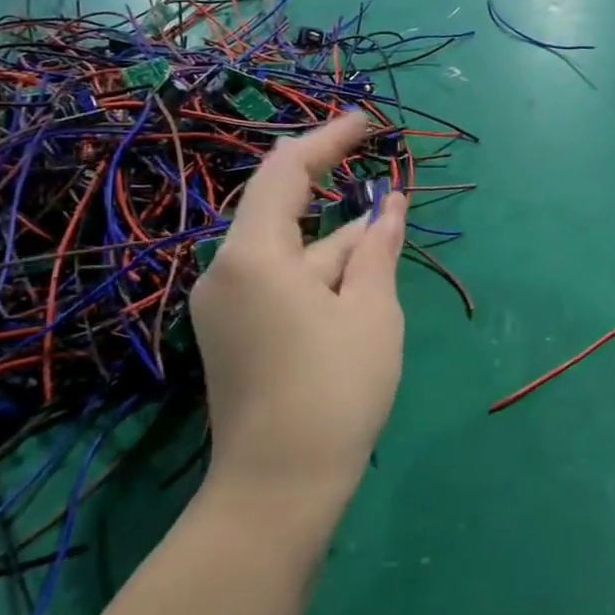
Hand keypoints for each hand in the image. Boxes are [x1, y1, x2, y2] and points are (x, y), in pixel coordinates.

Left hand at [190, 112, 407, 514]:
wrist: (277, 491)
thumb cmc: (333, 391)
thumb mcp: (371, 310)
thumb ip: (378, 246)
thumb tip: (391, 203)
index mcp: (253, 255)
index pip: (287, 171)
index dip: (330, 139)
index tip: (370, 123)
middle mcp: (225, 270)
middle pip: (285, 211)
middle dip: (340, 200)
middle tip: (389, 193)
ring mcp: (224, 305)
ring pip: (288, 252)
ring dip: (337, 245)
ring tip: (386, 247)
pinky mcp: (231, 333)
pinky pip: (278, 282)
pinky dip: (319, 274)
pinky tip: (356, 286)